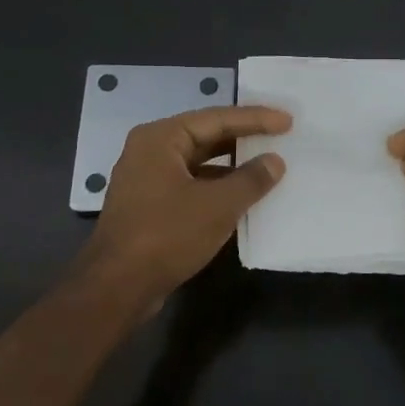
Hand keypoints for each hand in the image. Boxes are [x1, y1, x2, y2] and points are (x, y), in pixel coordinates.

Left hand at [80, 105, 291, 305]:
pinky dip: (217, 187)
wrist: (117, 287)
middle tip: (281, 136)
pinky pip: (191, 184)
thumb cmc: (167, 235)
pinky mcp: (150, 205)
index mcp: (161, 138)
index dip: (255, 119)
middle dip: (244, 138)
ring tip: (268, 164)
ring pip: (198, 162)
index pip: (216, 118)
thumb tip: (275, 161)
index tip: (288, 121)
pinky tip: (243, 196)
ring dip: (232, 165)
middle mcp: (150, 150)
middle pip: (205, 136)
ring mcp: (147, 179)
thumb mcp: (217, 206)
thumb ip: (251, 180)